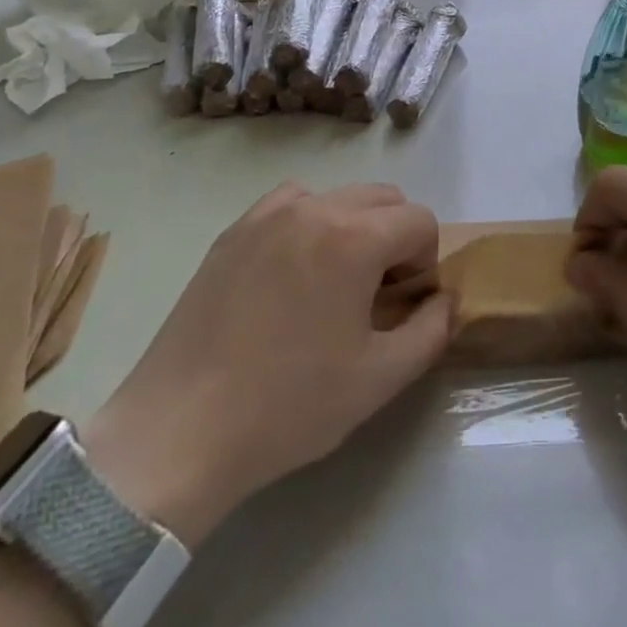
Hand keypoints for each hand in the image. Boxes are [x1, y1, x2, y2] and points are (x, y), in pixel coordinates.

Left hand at [84, 183, 452, 546]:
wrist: (180, 431)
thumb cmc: (289, 405)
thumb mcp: (380, 379)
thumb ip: (432, 330)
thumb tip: (446, 299)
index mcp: (355, 236)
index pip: (420, 220)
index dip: (426, 262)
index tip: (404, 306)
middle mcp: (315, 207)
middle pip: (383, 198)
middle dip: (396, 238)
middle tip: (377, 295)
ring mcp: (268, 214)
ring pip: (338, 196)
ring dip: (354, 227)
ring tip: (334, 283)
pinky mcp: (234, 230)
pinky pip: (290, 203)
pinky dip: (309, 223)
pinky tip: (292, 272)